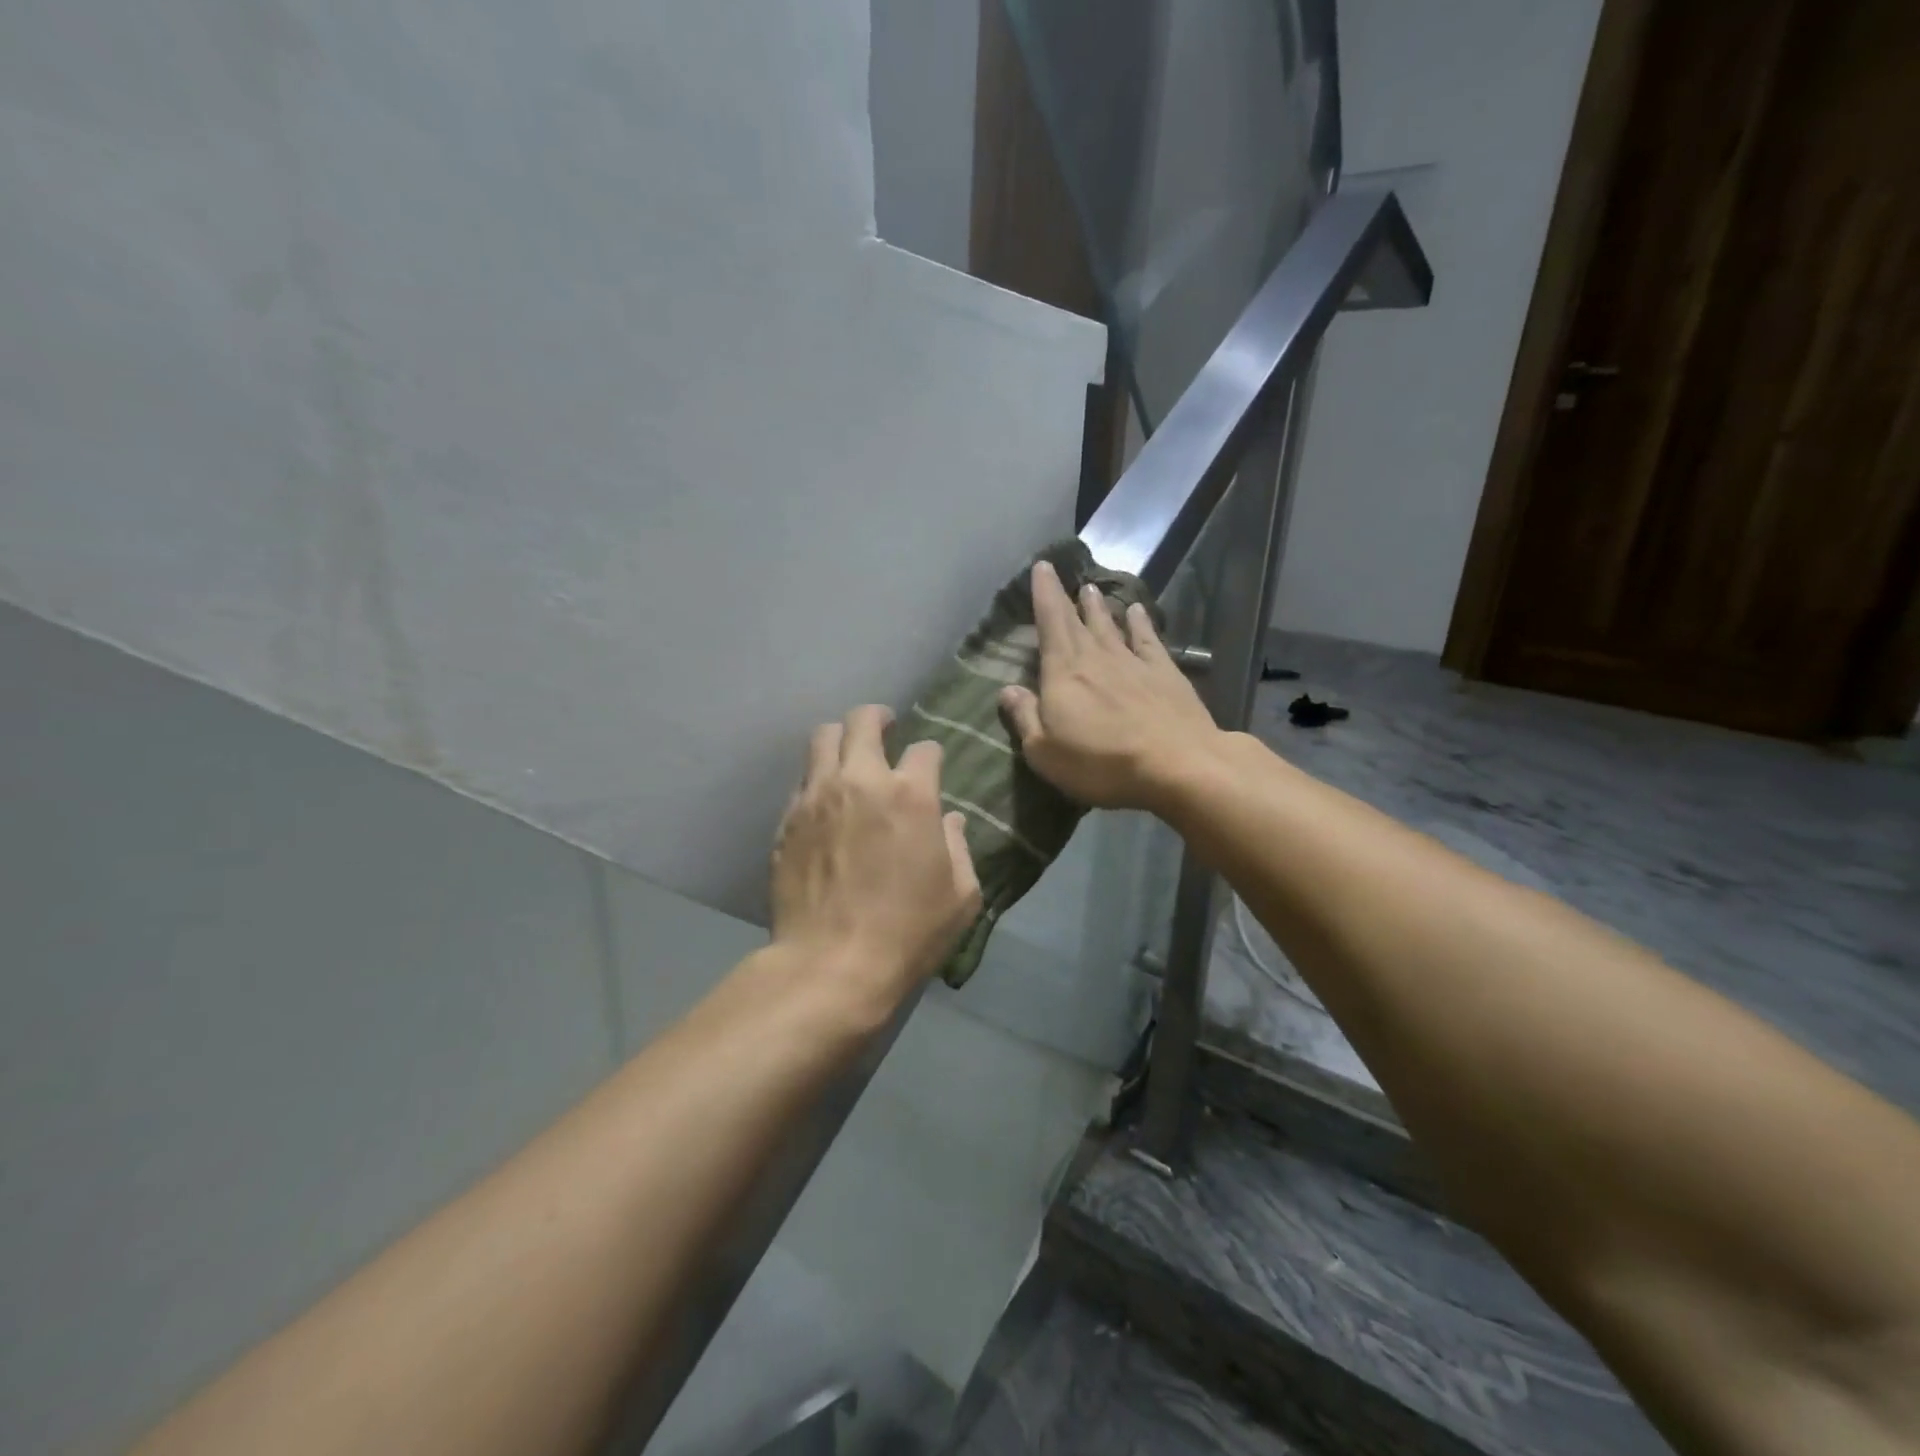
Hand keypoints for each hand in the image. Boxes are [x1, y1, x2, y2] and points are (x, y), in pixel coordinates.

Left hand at [772, 705, 981, 1005]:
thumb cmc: (908, 933)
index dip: (931, 755)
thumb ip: (959, 847)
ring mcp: (817, 796)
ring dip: (841, 740)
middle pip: (863, 721)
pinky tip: (826, 802)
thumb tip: (950, 821)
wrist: (832, 965)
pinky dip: (817, 779)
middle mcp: (861, 781)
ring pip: (822, 738)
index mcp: (911, 794)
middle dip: (878, 718)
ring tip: (849, 757)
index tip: (931, 767)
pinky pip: (802, 780)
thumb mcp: (960, 896)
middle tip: (885, 729)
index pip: (925, 749)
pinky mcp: (787, 819)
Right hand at [999, 560, 1222, 810]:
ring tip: (1091, 589)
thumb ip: (1025, 718)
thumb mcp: (1046, 753)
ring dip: (1098, 607)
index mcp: (1064, 673)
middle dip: (1064, 596)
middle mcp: (1096, 658)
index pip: (1050, 624)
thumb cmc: (1102, 763)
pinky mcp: (1165, 673)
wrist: (1177, 764)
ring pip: (1110, 626)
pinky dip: (1140, 623)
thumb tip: (1007, 690)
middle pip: (1076, 622)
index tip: (1041, 567)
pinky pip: (1147, 640)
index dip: (1044, 595)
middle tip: (1058, 571)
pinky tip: (1137, 611)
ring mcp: (1133, 663)